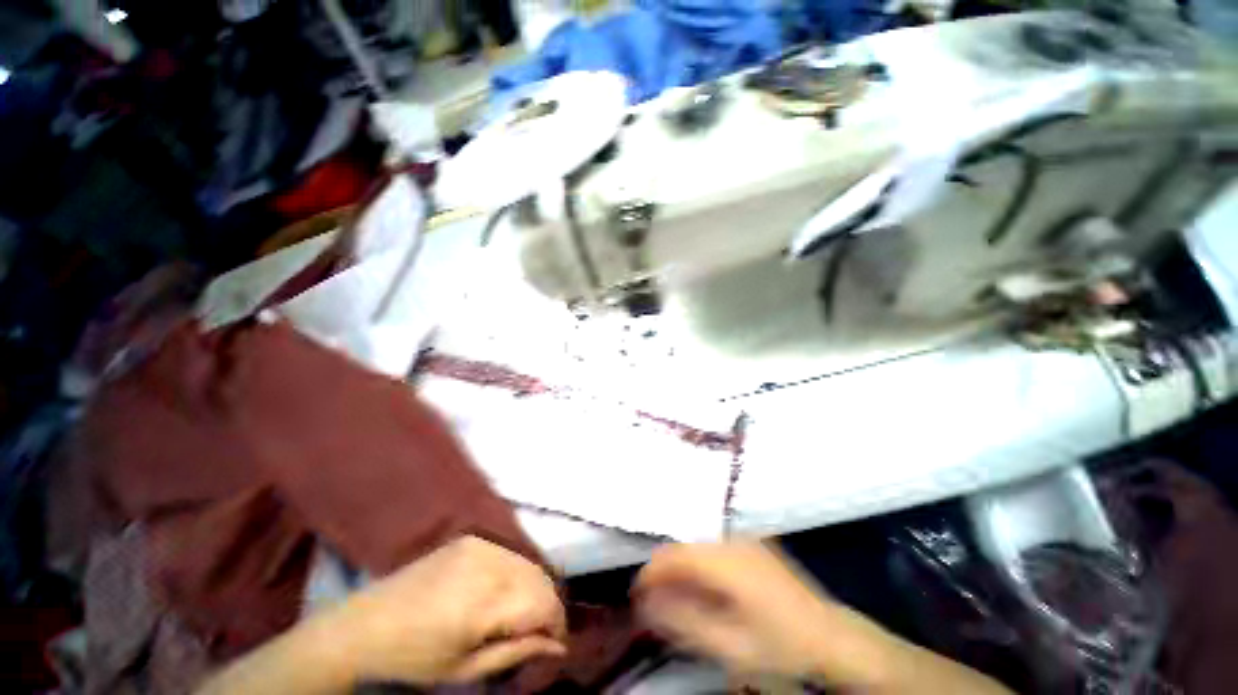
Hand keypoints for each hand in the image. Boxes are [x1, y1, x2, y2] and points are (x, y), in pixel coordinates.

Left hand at [322, 536, 565, 684]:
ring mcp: (480, 544)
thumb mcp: (466, 670)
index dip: (556, 625)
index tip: (552, 645)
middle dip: (547, 606)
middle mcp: (490, 561)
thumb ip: (517, 653)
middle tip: (535, 634)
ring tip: (517, 615)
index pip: (546, 602)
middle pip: (541, 578)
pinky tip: (498, 595)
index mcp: (487, 599)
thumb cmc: (413, 660)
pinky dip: (515, 574)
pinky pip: (509, 554)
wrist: (362, 628)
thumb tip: (559, 647)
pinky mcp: (470, 539)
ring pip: (528, 563)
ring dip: (532, 589)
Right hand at [634, 541, 882, 683]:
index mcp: (725, 559)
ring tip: (675, 595)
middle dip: (664, 571)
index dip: (650, 572)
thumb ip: (684, 621)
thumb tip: (647, 603)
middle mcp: (732, 539)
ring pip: (698, 545)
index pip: (674, 555)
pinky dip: (699, 563)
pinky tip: (703, 585)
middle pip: (684, 546)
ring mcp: (744, 538)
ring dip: (681, 567)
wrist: (830, 635)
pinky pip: (714, 546)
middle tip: (653, 600)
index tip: (635, 594)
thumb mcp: (729, 645)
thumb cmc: (779, 645)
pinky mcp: (753, 543)